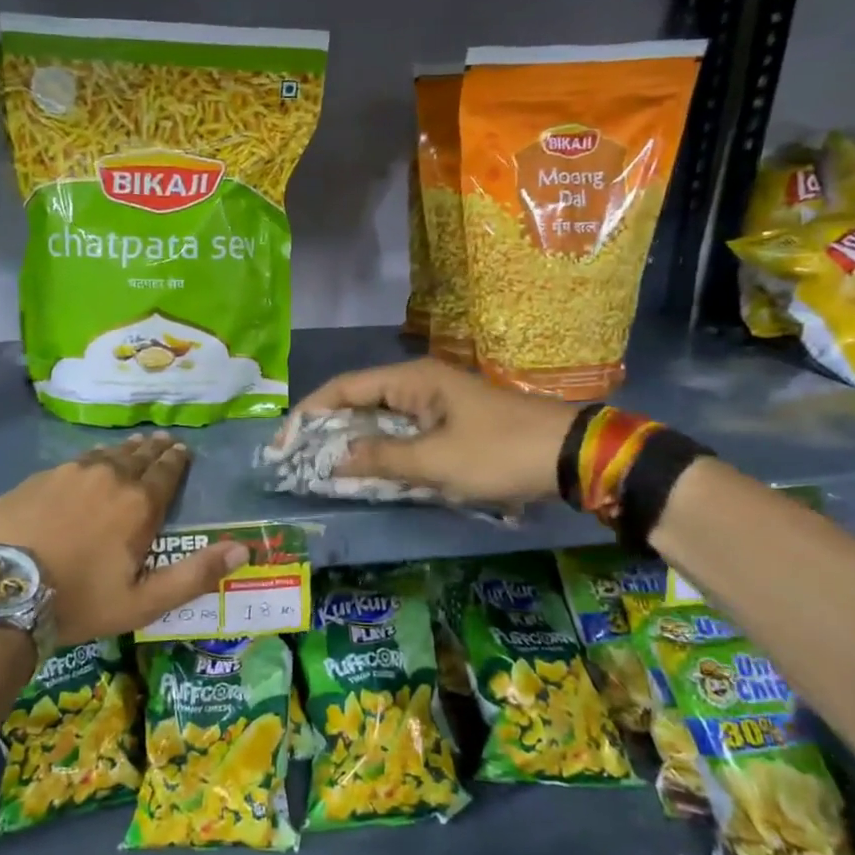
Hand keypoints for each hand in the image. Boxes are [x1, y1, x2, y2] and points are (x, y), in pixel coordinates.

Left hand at [0, 433, 249, 646]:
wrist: (3, 595)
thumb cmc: (81, 601)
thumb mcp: (144, 601)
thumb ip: (195, 575)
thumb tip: (243, 549)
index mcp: (138, 504)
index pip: (166, 471)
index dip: (176, 460)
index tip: (182, 450)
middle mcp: (108, 477)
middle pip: (137, 456)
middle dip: (153, 449)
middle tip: (162, 441)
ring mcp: (68, 473)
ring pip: (104, 454)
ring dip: (122, 451)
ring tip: (131, 447)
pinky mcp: (36, 479)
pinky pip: (72, 463)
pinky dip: (88, 461)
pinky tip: (85, 466)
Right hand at [287, 358, 578, 506]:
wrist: (569, 455)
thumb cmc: (498, 452)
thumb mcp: (435, 461)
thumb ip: (380, 459)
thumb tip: (334, 461)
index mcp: (410, 380)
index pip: (343, 388)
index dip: (309, 414)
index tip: (285, 444)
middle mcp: (417, 384)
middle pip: (357, 402)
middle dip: (326, 431)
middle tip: (298, 463)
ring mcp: (433, 404)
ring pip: (378, 421)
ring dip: (352, 444)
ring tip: (322, 471)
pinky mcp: (447, 424)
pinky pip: (401, 435)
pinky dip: (380, 452)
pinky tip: (367, 474)